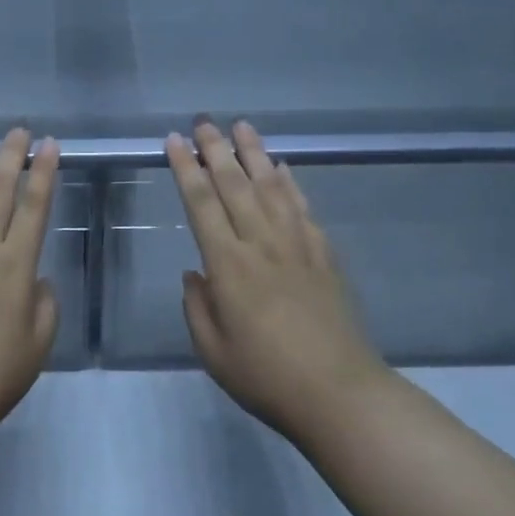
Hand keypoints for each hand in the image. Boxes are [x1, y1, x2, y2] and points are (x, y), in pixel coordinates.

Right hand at [166, 121, 387, 442]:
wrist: (340, 394)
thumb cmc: (266, 377)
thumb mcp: (213, 352)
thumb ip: (197, 307)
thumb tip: (195, 273)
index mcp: (228, 265)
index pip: (201, 204)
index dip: (185, 169)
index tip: (174, 141)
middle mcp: (261, 244)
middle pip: (235, 185)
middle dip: (216, 149)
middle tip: (204, 121)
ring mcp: (297, 247)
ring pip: (272, 188)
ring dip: (255, 154)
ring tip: (242, 126)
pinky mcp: (325, 257)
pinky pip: (303, 209)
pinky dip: (290, 183)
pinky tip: (283, 168)